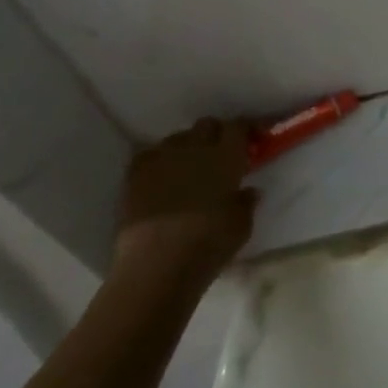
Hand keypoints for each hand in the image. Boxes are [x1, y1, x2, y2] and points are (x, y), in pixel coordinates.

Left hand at [112, 116, 256, 288]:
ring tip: (189, 167)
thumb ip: (246, 203)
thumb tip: (248, 191)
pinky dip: (159, 160)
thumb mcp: (241, 226)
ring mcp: (163, 159)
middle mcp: (195, 148)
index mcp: (226, 157)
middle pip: (207, 124)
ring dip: (187, 146)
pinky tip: (161, 176)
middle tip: (221, 153)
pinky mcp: (136, 175)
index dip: (246, 129)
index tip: (251, 138)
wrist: (156, 263)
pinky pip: (150, 155)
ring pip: (178, 138)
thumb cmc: (209, 243)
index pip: (238, 127)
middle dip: (216, 133)